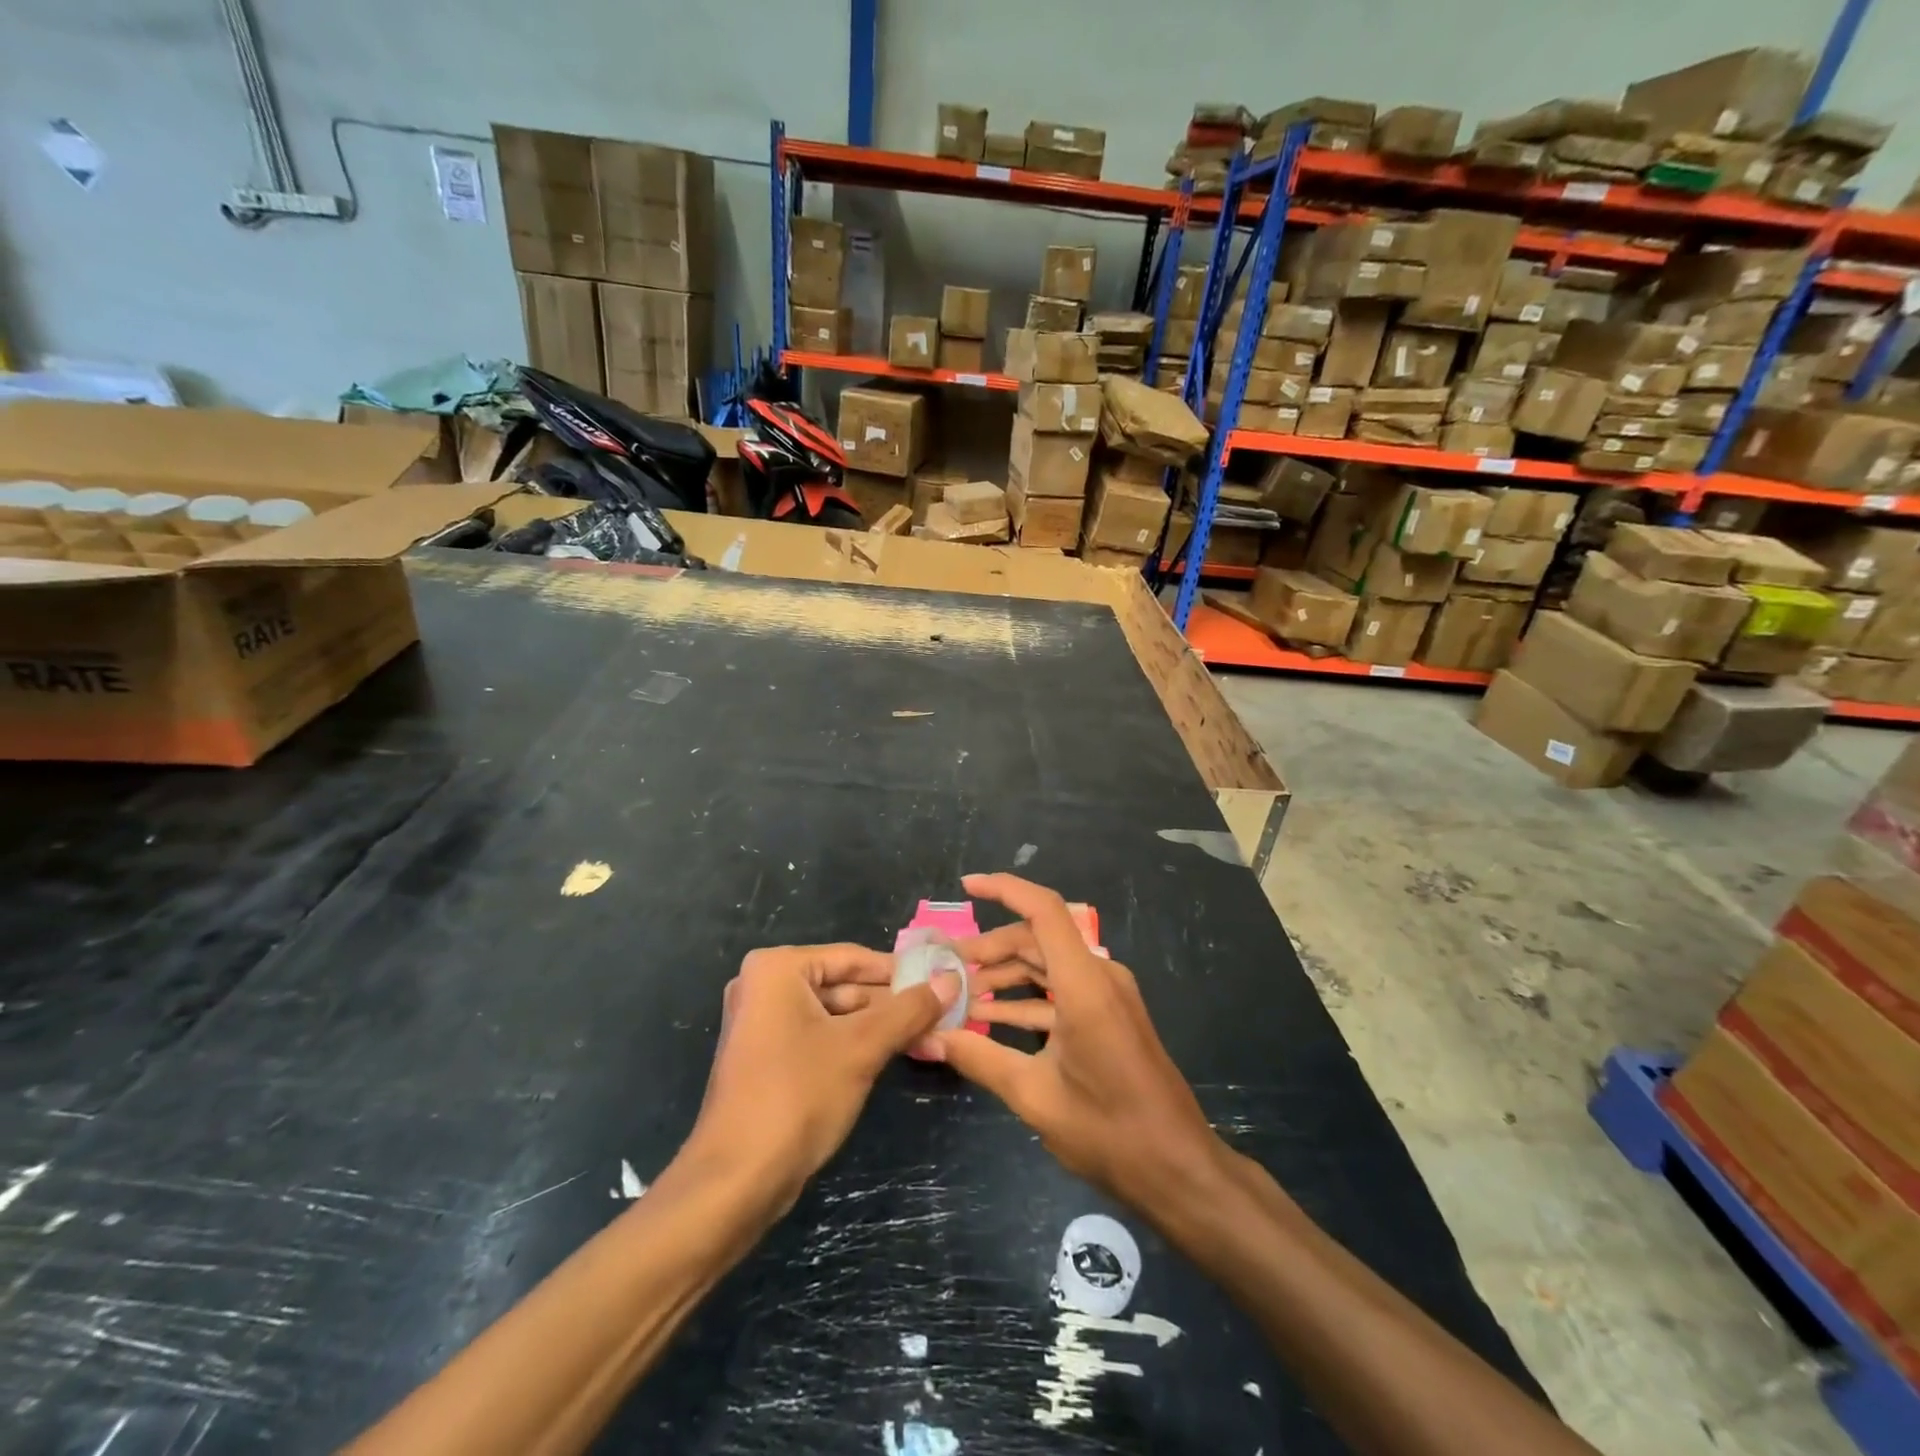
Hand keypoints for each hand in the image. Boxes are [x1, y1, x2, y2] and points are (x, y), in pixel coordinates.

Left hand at [682, 944, 959, 1212]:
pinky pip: (820, 1037)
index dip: (901, 971)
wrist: (735, 1182)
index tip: (943, 979)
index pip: (853, 958)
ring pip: (835, 1014)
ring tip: (929, 1035)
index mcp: (777, 969)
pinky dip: (854, 1045)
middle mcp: (764, 987)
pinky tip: (894, 1054)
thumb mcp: (862, 1047)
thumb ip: (909, 1010)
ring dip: (878, 1026)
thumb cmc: (797, 1096)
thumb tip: (952, 979)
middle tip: (942, 1012)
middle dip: (891, 1003)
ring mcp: (763, 1025)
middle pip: (844, 985)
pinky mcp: (767, 1059)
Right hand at [925, 874, 1226, 1217]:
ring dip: (1006, 975)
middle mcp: (1099, 977)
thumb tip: (928, 1036)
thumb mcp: (1033, 1096)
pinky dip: (1028, 999)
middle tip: (947, 966)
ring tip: (962, 993)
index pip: (1044, 911)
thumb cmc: (1109, 1131)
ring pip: (1049, 965)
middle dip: (991, 947)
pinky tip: (993, 1018)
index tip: (967, 885)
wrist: (1179, 1170)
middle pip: (1039, 938)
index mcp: (1084, 984)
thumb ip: (978, 1057)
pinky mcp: (1111, 1016)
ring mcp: (1109, 996)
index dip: (1004, 889)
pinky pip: (1063, 991)